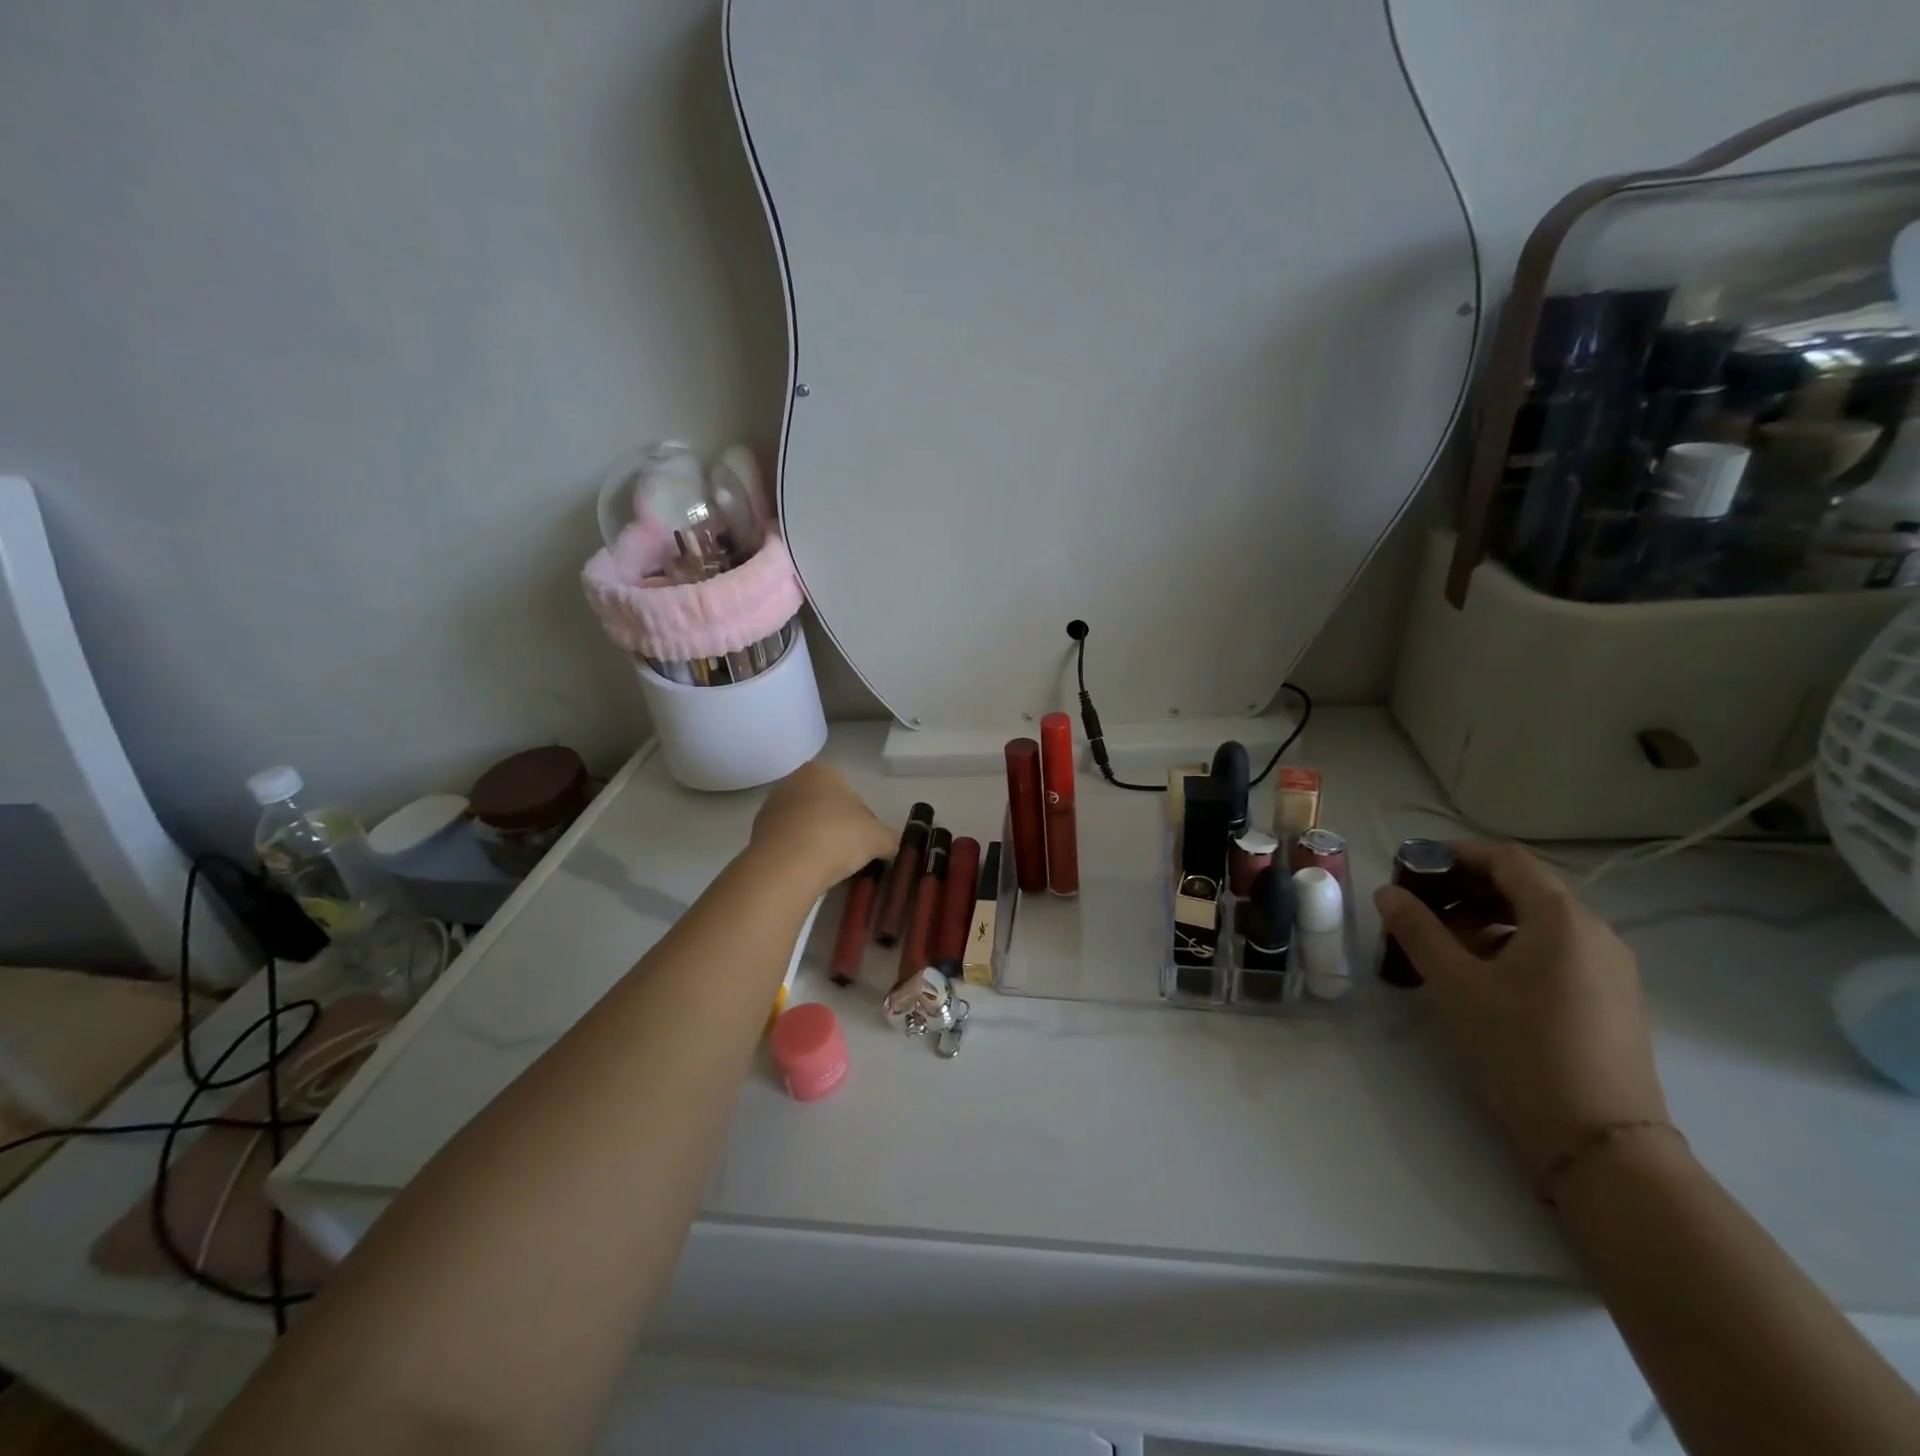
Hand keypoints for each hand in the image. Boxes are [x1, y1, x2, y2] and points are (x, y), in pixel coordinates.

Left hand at [749, 760, 895, 897]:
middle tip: (851, 855)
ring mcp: (771, 807)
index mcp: (823, 771)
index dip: (864, 820)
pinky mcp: (756, 834)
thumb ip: (888, 838)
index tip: (867, 842)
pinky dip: (799, 854)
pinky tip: (809, 872)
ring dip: (818, 842)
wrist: (787, 866)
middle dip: (839, 828)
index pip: (851, 794)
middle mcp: (793, 781)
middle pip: (826, 807)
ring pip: (806, 825)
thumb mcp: (879, 838)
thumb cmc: (838, 837)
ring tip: (829, 868)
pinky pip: (788, 843)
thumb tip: (888, 846)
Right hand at [1374, 840, 1669, 1178]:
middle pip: (1524, 886)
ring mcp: (1609, 967)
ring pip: (1539, 920)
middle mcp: (1595, 931)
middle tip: (1418, 905)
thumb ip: (1417, 930)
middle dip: (1465, 887)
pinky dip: (1512, 944)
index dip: (1456, 853)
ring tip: (1442, 943)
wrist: (1601, 1142)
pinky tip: (1482, 976)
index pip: (1506, 858)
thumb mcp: (1456, 985)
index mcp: (1562, 918)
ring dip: (1486, 917)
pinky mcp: (1611, 998)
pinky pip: (1555, 950)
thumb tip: (1388, 892)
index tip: (1412, 864)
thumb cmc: (1521, 1048)